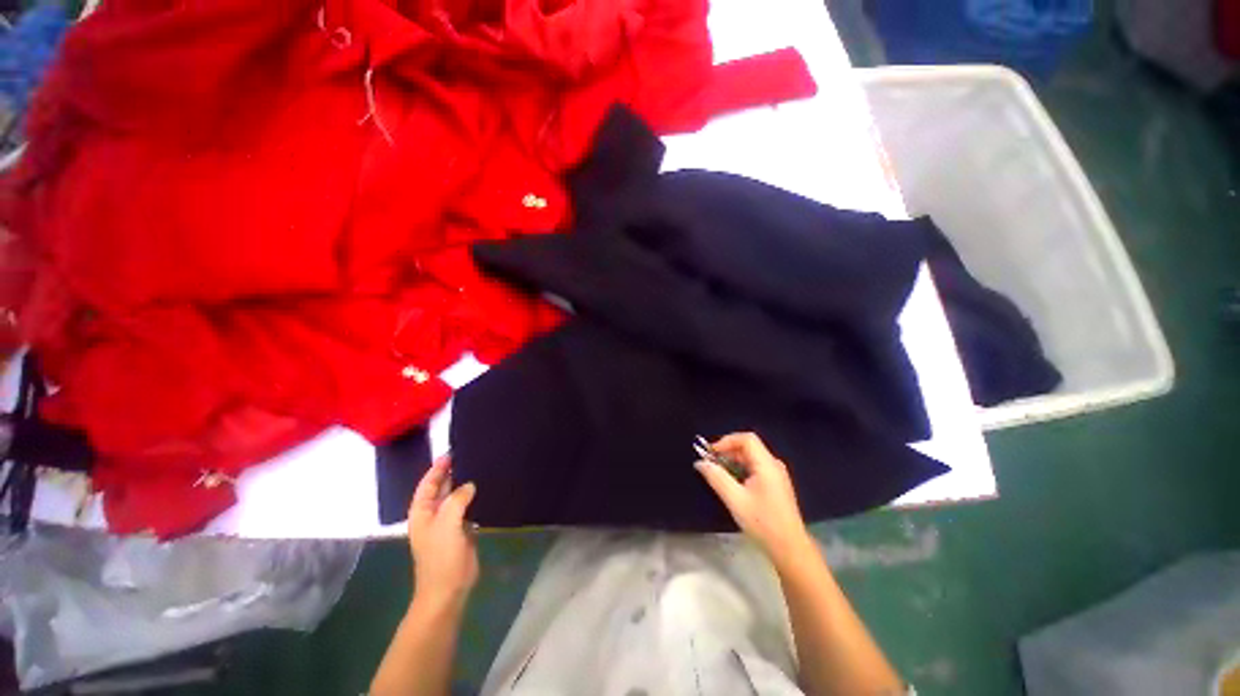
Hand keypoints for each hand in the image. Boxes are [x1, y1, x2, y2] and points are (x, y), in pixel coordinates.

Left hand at [408, 457, 478, 606]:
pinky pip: (467, 508)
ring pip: (456, 497)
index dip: (437, 469)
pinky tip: (486, 489)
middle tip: (469, 455)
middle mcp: (433, 515)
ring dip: (464, 485)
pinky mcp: (462, 530)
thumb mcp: (447, 523)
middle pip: (441, 489)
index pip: (428, 484)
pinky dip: (474, 498)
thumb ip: (457, 499)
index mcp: (422, 513)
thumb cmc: (441, 556)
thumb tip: (469, 485)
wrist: (448, 589)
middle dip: (452, 473)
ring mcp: (448, 523)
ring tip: (480, 468)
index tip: (451, 453)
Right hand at [695, 432, 811, 562]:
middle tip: (711, 464)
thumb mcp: (735, 500)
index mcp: (767, 464)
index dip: (727, 441)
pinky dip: (741, 470)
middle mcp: (773, 465)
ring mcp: (776, 475)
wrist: (790, 549)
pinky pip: (755, 468)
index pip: (746, 439)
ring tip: (718, 474)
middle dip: (727, 452)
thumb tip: (700, 462)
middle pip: (748, 447)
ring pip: (751, 458)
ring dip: (733, 462)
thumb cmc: (763, 523)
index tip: (711, 453)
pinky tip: (732, 484)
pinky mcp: (776, 485)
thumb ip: (717, 478)